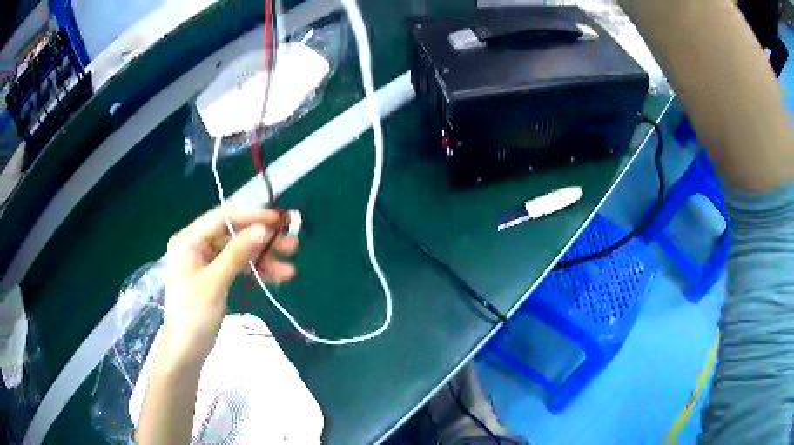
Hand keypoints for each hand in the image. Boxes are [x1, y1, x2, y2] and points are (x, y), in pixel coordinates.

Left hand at [162, 205, 297, 363]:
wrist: (186, 351)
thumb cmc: (194, 316)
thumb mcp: (215, 283)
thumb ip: (237, 253)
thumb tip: (262, 228)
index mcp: (189, 240)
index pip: (223, 217)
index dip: (252, 216)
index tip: (279, 221)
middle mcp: (197, 245)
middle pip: (234, 234)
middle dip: (262, 240)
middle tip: (292, 245)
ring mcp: (206, 261)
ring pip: (239, 251)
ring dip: (264, 258)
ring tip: (290, 269)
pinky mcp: (215, 276)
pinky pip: (238, 266)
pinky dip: (255, 270)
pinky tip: (276, 277)